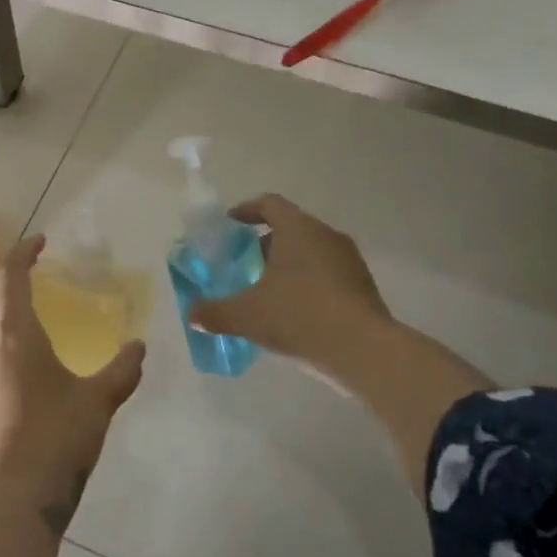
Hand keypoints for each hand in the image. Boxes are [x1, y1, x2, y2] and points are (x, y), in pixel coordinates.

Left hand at [0, 235, 145, 533]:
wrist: (12, 497)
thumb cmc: (57, 437)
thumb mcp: (98, 402)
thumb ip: (122, 371)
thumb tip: (140, 348)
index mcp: (14, 333)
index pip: (9, 274)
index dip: (23, 252)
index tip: (41, 241)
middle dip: (9, 280)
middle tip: (34, 276)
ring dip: (0, 315)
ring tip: (29, 323)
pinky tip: (18, 369)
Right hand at [191, 195, 489, 497]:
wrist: (364, 352)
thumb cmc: (299, 317)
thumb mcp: (247, 316)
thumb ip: (215, 313)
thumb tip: (192, 315)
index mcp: (298, 229)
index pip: (269, 204)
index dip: (246, 210)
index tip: (230, 224)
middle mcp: (326, 235)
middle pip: (290, 228)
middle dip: (264, 244)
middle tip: (243, 264)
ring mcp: (349, 261)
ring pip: (311, 252)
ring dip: (287, 265)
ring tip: (266, 290)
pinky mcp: (363, 286)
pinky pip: (327, 274)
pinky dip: (307, 283)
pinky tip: (294, 312)